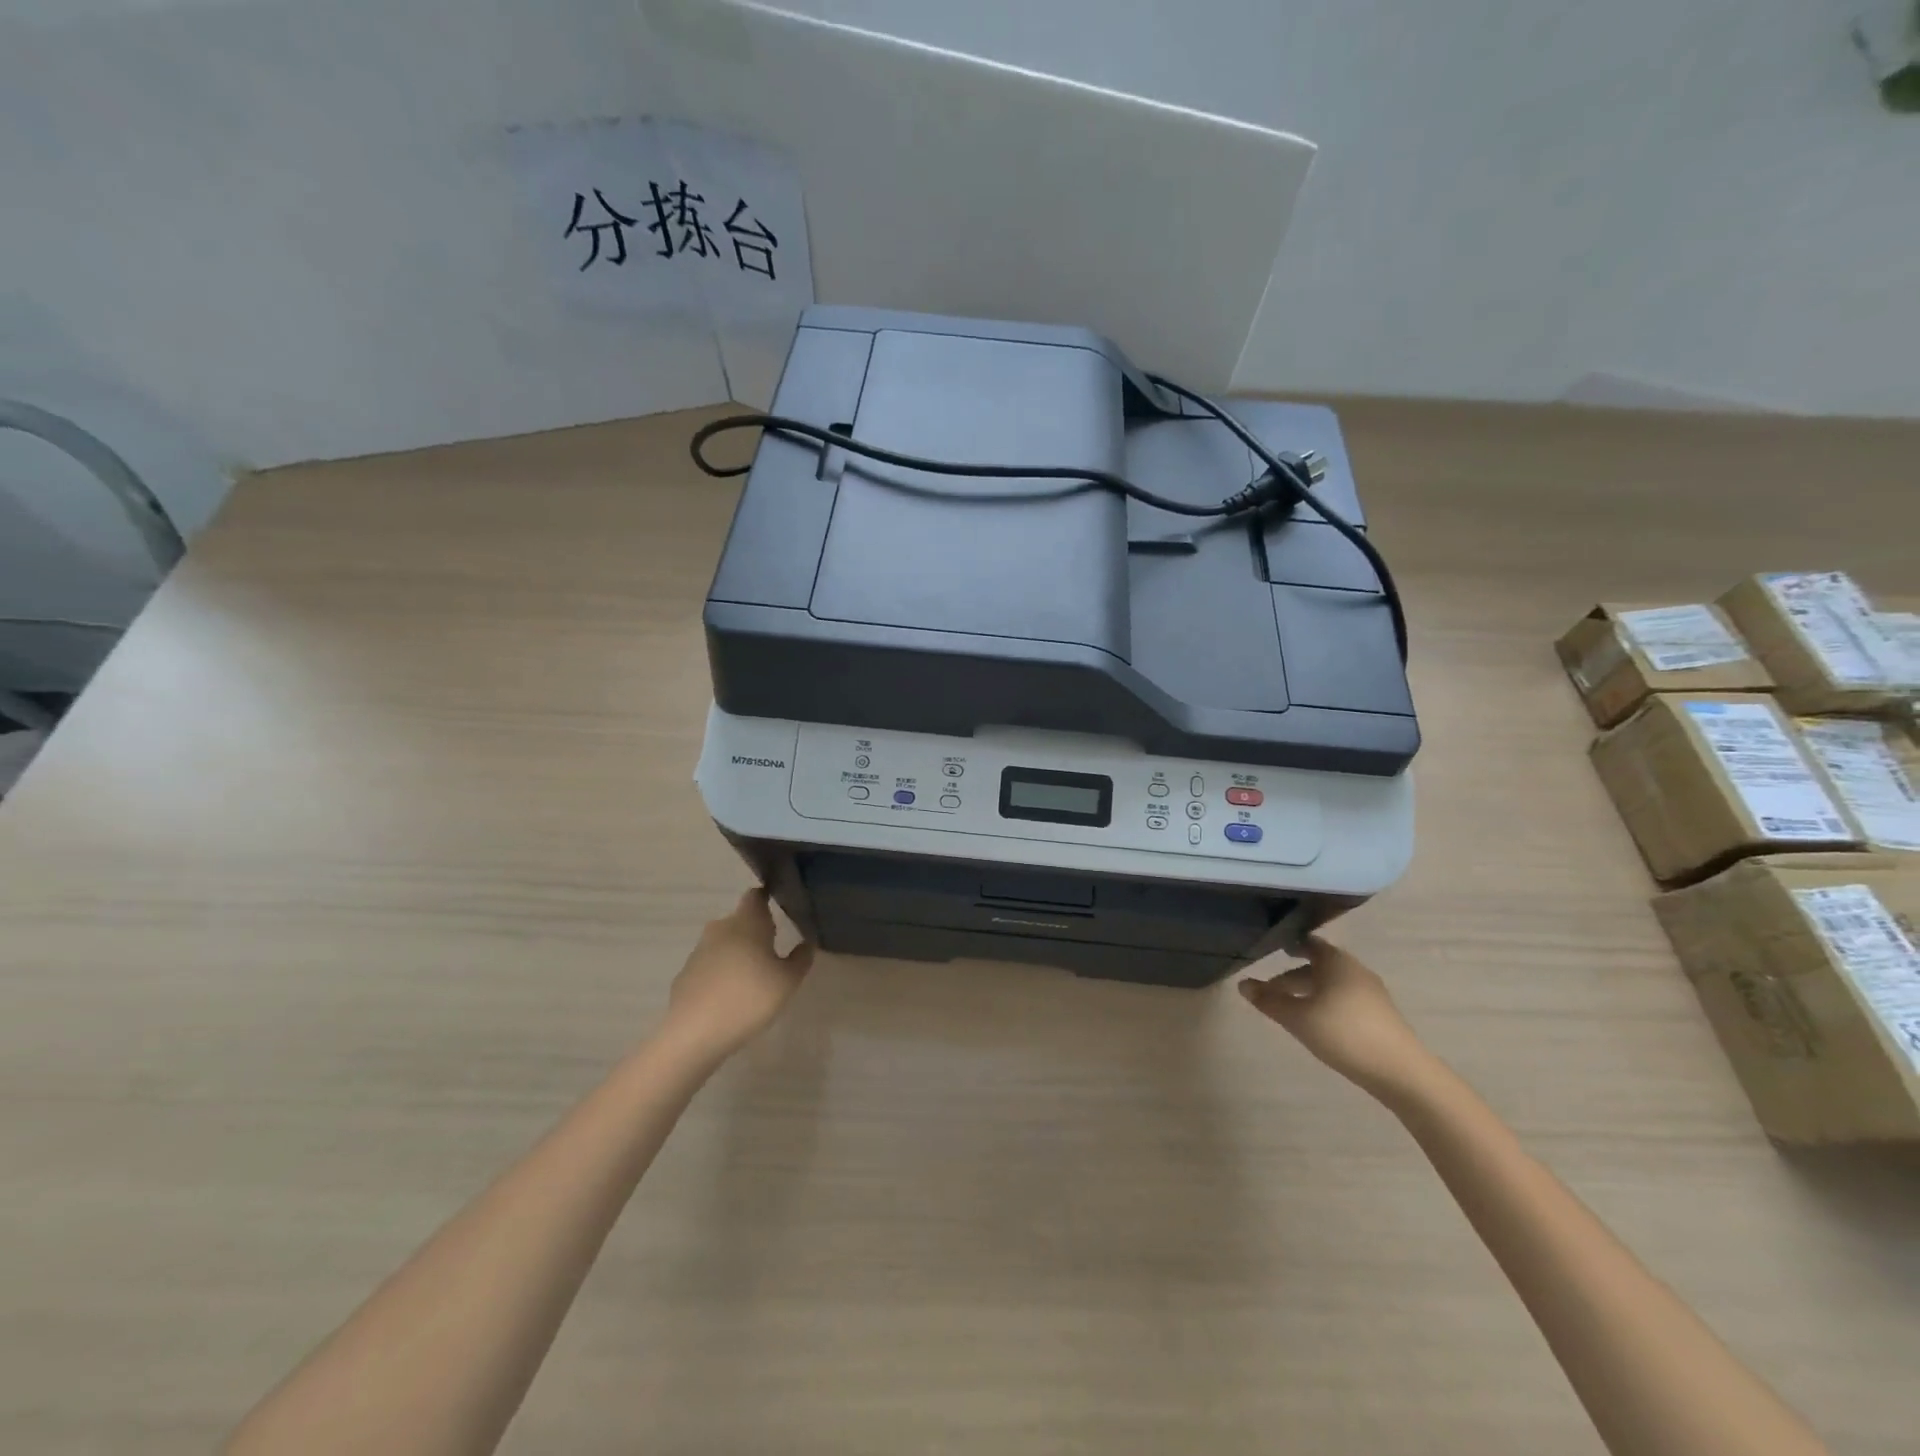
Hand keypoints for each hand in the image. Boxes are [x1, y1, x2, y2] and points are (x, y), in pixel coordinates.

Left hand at [663, 889, 813, 1061]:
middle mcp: (720, 928)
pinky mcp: (686, 974)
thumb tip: (806, 943)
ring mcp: (699, 951)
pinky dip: (721, 973)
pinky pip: (710, 966)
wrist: (694, 1033)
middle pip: (740, 920)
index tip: (779, 907)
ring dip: (738, 953)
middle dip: (755, 931)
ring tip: (754, 977)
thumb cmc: (749, 998)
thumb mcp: (788, 981)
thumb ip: (801, 959)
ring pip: (724, 943)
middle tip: (773, 950)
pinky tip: (731, 996)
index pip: (756, 895)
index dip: (767, 897)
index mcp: (747, 922)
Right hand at [1238, 938, 1437, 1100]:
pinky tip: (1317, 1023)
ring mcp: (1371, 993)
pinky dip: (1326, 1003)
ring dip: (1309, 992)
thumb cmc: (1343, 1033)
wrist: (1400, 1072)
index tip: (1272, 951)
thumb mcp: (1297, 1017)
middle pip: (1318, 966)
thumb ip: (1269, 1000)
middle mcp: (1355, 970)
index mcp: (1336, 961)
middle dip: (1293, 976)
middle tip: (1270, 989)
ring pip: (1331, 984)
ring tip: (1290, 1009)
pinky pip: (1345, 999)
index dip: (1289, 946)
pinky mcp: (1380, 1015)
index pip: (1308, 943)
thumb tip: (1242, 984)